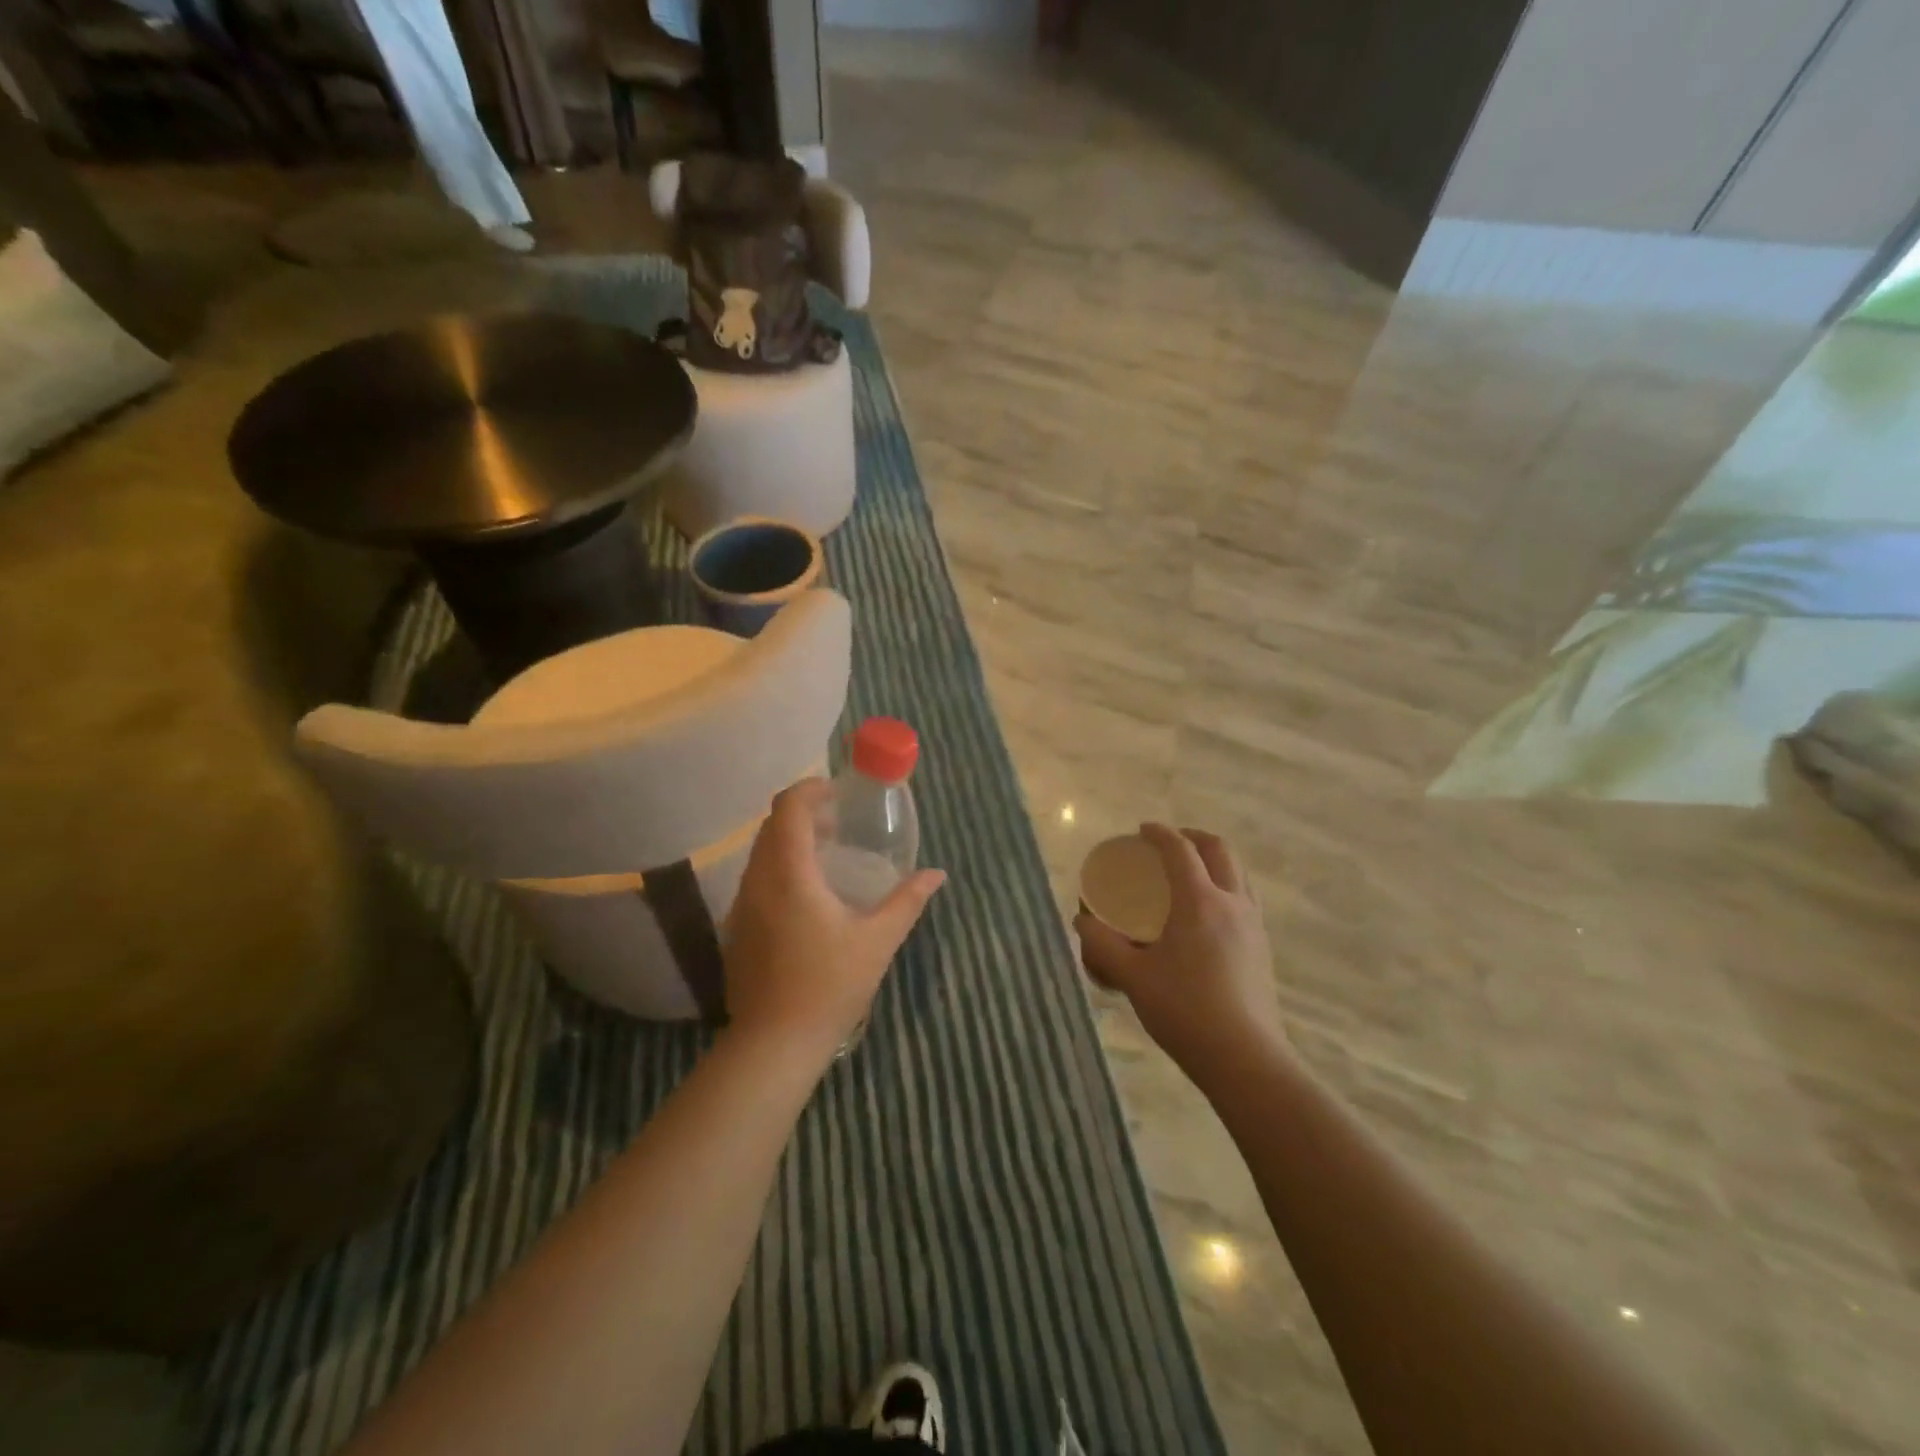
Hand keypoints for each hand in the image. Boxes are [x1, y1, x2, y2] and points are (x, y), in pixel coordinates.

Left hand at [724, 779, 945, 1063]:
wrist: (774, 1043)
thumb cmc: (829, 986)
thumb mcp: (878, 940)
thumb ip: (908, 901)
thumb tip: (936, 874)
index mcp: (790, 874)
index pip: (789, 809)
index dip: (810, 790)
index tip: (837, 791)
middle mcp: (758, 880)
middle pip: (771, 826)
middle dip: (803, 813)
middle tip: (839, 822)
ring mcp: (742, 905)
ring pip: (761, 852)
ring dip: (790, 841)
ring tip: (827, 854)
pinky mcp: (737, 927)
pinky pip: (756, 877)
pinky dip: (779, 866)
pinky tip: (807, 895)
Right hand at [1075, 825, 1286, 1084]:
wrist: (1246, 1059)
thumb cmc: (1185, 1011)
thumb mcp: (1133, 977)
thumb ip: (1102, 946)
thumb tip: (1081, 920)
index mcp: (1199, 902)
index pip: (1180, 850)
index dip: (1159, 834)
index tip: (1142, 830)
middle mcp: (1231, 903)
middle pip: (1219, 850)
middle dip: (1193, 837)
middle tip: (1168, 843)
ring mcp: (1253, 925)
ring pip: (1239, 873)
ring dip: (1214, 860)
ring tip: (1191, 872)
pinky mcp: (1263, 948)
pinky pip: (1246, 898)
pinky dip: (1226, 886)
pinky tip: (1208, 914)